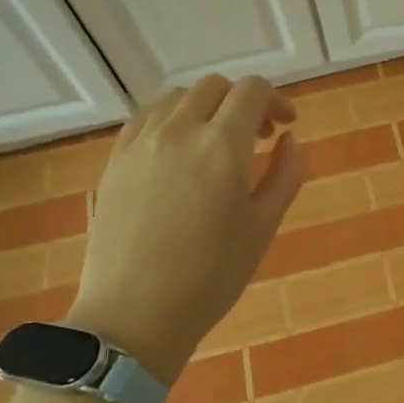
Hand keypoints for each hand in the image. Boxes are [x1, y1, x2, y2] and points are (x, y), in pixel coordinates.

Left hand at [66, 76, 301, 383]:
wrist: (134, 315)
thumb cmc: (211, 276)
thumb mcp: (263, 227)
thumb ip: (284, 174)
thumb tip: (289, 139)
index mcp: (222, 147)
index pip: (252, 91)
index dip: (275, 100)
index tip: (285, 126)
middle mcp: (179, 131)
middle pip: (214, 87)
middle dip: (242, 102)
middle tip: (256, 137)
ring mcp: (140, 143)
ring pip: (177, 98)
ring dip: (206, 108)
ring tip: (216, 144)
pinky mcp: (114, 161)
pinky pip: (146, 118)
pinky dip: (171, 120)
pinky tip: (179, 152)